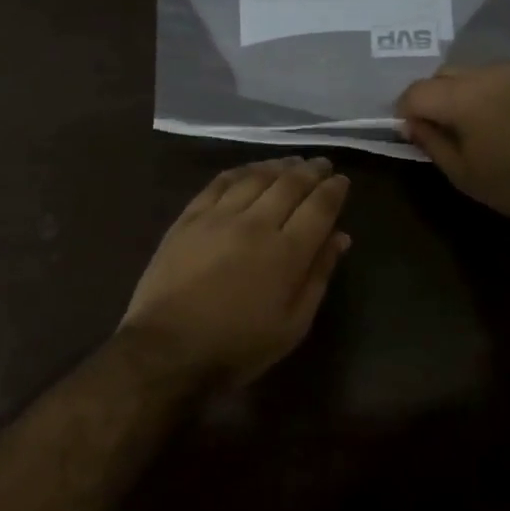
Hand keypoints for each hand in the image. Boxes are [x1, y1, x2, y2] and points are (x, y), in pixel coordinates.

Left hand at [122, 157, 351, 386]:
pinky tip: (249, 170)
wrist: (167, 348)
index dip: (334, 190)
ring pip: (256, 177)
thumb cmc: (237, 346)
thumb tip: (340, 237)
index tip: (342, 181)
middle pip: (290, 184)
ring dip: (279, 165)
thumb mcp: (292, 325)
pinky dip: (241, 171)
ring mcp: (219, 215)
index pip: (319, 207)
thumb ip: (318, 276)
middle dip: (312, 171)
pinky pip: (220, 182)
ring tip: (292, 162)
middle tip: (322, 164)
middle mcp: (256, 223)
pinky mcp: (190, 217)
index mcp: (287, 252)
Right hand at [394, 64, 509, 227]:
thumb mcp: (463, 174)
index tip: (411, 131)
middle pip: (444, 75)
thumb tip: (410, 123)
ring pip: (475, 73)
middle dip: (435, 97)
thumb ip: (431, 142)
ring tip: (478, 123)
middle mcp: (487, 72)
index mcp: (462, 96)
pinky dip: (496, 92)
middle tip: (443, 128)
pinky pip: (505, 76)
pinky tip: (508, 119)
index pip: (416, 91)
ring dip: (466, 92)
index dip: (406, 111)